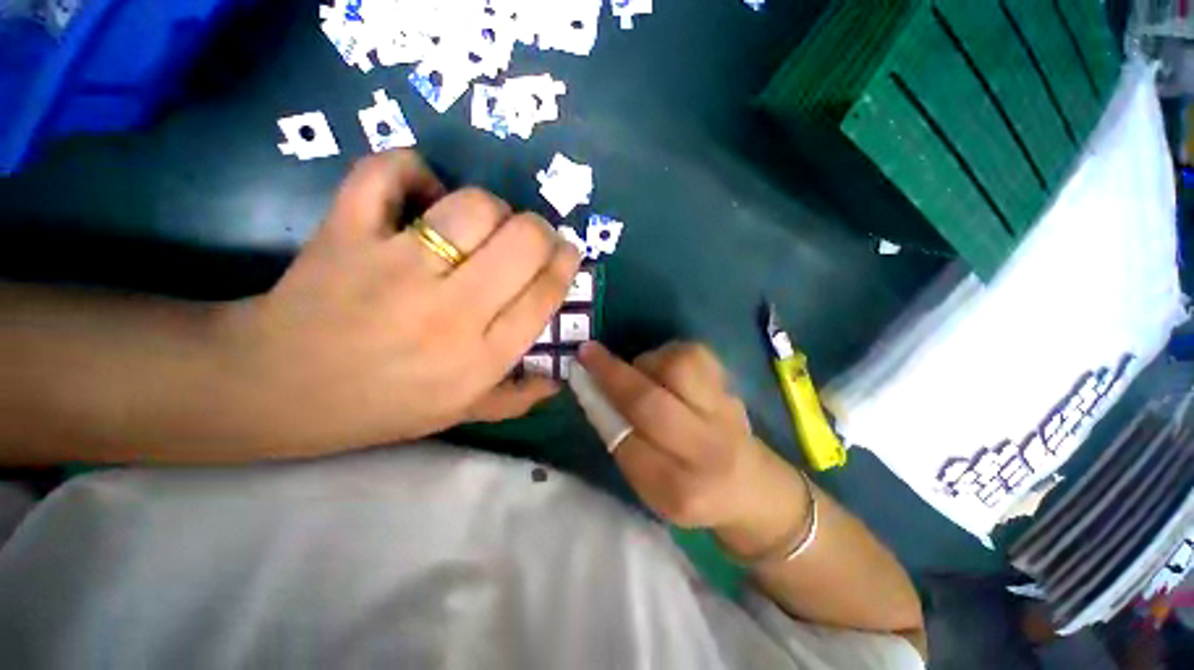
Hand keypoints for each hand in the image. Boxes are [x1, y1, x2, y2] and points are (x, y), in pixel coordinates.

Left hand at [217, 151, 581, 456]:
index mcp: (481, 357)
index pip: (545, 294)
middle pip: (523, 241)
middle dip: (540, 231)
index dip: (565, 264)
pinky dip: (411, 170)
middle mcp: (450, 312)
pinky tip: (419, 193)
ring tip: (480, 223)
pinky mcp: (347, 234)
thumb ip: (516, 399)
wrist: (279, 388)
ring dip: (490, 207)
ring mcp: (396, 268)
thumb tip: (559, 380)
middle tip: (530, 237)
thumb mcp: (460, 413)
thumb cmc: (380, 406)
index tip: (567, 252)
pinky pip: (389, 174)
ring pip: (473, 207)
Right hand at [578, 342, 811, 558]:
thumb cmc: (690, 490)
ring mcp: (724, 415)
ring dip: (647, 361)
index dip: (599, 405)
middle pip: (651, 403)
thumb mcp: (650, 487)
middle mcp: (705, 451)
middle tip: (588, 352)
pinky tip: (666, 367)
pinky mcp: (732, 389)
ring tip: (641, 370)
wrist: (751, 487)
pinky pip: (696, 356)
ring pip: (680, 368)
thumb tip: (596, 394)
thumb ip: (623, 445)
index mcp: (677, 490)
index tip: (579, 377)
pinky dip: (670, 354)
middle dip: (612, 373)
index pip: (626, 443)